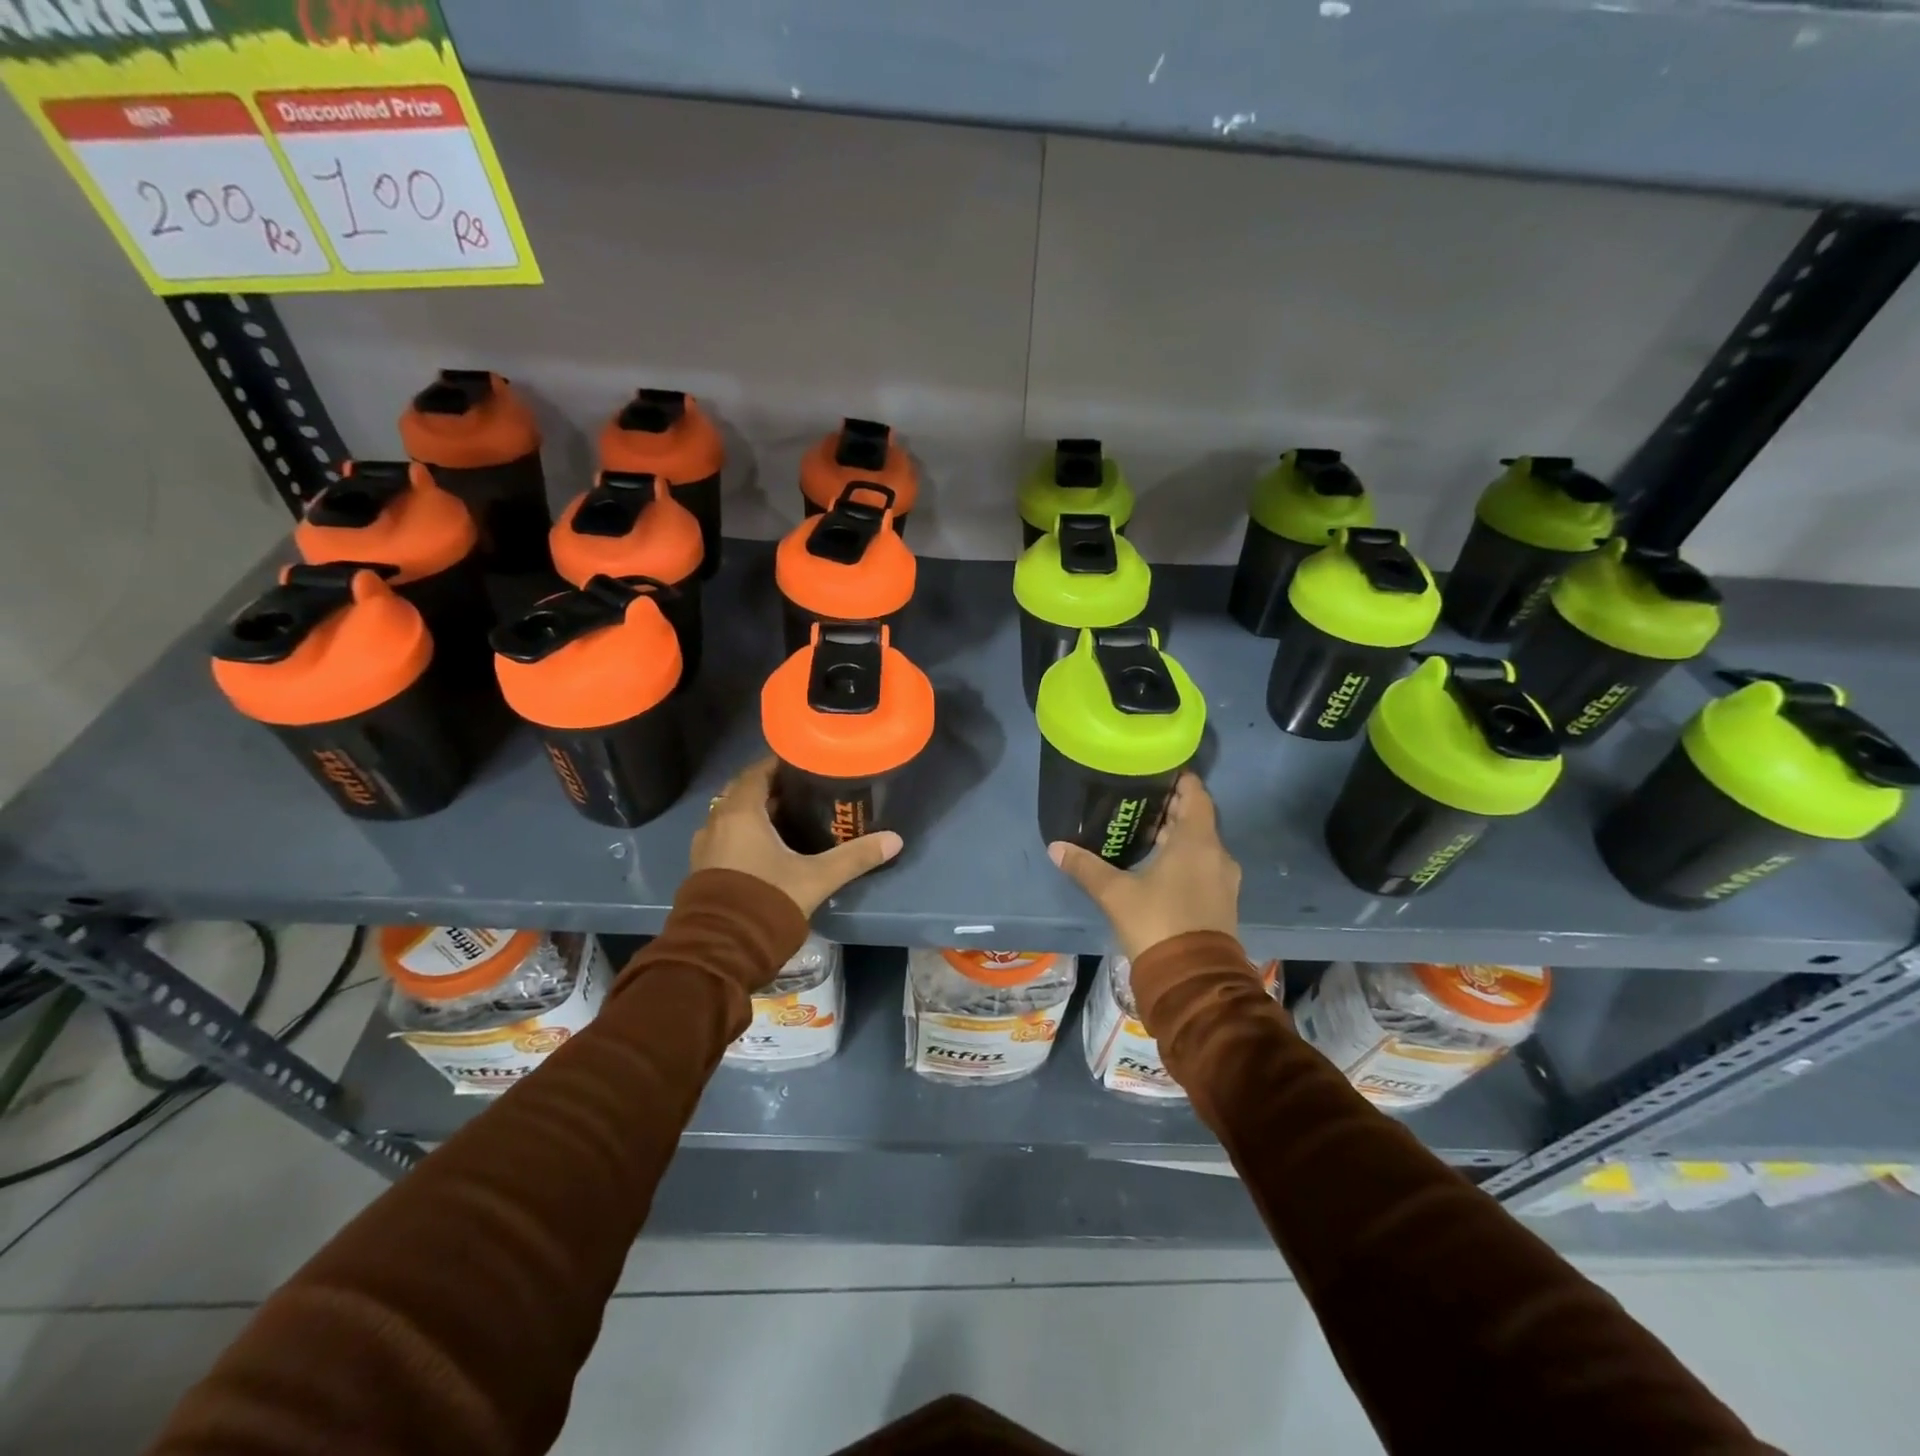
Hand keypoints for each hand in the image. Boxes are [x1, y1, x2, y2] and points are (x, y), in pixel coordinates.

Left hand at [690, 758, 902, 915]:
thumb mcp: (817, 877)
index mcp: (741, 812)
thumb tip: (895, 840)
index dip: (780, 764)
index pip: (758, 772)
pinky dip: (745, 834)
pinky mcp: (702, 869)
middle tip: (804, 791)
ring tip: (790, 818)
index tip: (805, 762)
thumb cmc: (767, 899)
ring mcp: (705, 847)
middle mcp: (717, 822)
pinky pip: (726, 838)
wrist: (721, 949)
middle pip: (744, 792)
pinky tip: (768, 848)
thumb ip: (854, 857)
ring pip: (733, 817)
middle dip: (771, 789)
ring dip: (757, 814)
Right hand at [1049, 773, 1240, 960]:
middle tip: (1139, 803)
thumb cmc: (1156, 923)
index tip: (1156, 773)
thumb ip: (1086, 867)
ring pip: (1201, 845)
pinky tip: (1157, 866)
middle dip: (1171, 809)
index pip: (1196, 795)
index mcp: (1197, 842)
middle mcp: (1217, 855)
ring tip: (1143, 833)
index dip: (1179, 781)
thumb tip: (1056, 847)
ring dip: (1177, 836)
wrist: (1193, 980)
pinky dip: (1185, 858)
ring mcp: (1223, 880)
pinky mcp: (1222, 901)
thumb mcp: (1115, 893)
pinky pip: (1204, 866)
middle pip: (1197, 819)